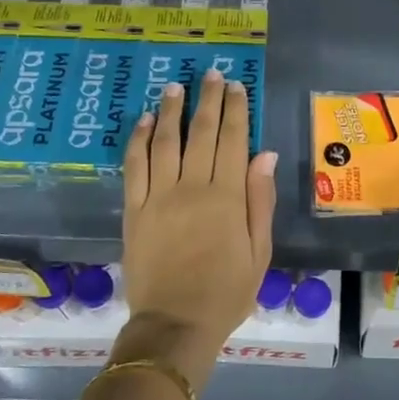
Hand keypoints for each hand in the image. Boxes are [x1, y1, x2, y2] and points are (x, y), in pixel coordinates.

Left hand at [117, 69, 277, 383]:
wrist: (175, 325)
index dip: (236, 110)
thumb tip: (265, 154)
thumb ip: (260, 201)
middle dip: (208, 100)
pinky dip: (137, 140)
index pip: (234, 141)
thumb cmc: (226, 292)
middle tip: (210, 74)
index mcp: (227, 198)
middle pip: (201, 133)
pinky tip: (142, 122)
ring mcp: (158, 197)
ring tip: (175, 86)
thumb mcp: (259, 252)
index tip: (236, 87)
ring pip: (165, 142)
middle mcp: (192, 188)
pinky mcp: (134, 210)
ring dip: (170, 111)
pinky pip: (134, 167)